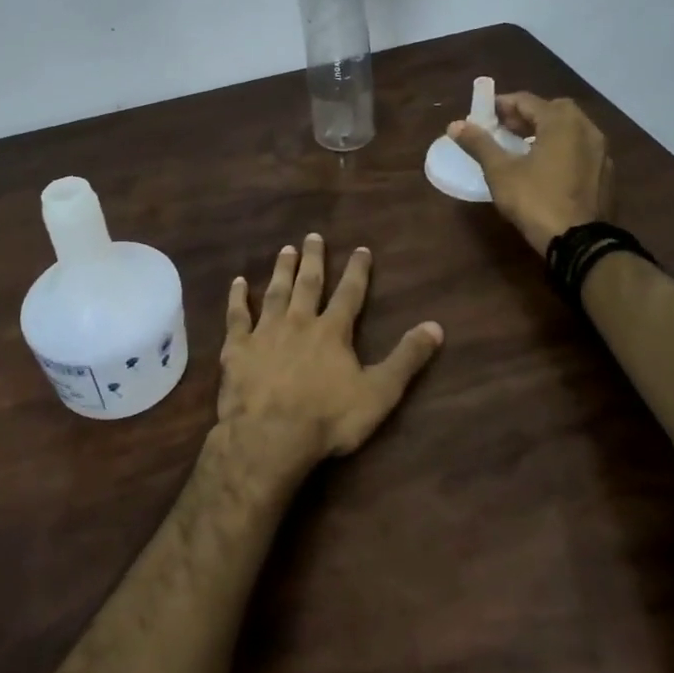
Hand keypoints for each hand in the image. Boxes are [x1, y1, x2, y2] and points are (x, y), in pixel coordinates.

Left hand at [215, 233, 443, 479]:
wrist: (270, 436)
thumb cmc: (328, 418)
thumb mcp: (379, 393)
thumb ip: (406, 359)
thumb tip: (436, 326)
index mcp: (332, 332)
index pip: (349, 294)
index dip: (357, 271)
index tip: (361, 249)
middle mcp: (299, 322)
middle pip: (308, 284)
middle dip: (313, 260)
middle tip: (313, 236)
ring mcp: (265, 332)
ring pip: (275, 293)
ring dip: (281, 270)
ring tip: (285, 250)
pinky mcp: (237, 348)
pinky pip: (237, 316)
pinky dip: (237, 298)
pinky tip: (237, 282)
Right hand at [448, 92, 613, 255]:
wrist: (580, 242)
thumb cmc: (535, 200)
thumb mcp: (500, 172)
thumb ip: (479, 144)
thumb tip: (454, 125)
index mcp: (561, 122)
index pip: (527, 100)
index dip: (502, 104)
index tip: (482, 114)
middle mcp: (587, 128)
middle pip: (553, 110)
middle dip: (526, 115)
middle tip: (503, 129)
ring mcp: (601, 151)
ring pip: (570, 129)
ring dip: (546, 130)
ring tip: (523, 147)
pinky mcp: (606, 173)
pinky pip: (580, 148)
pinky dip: (562, 147)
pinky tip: (547, 167)